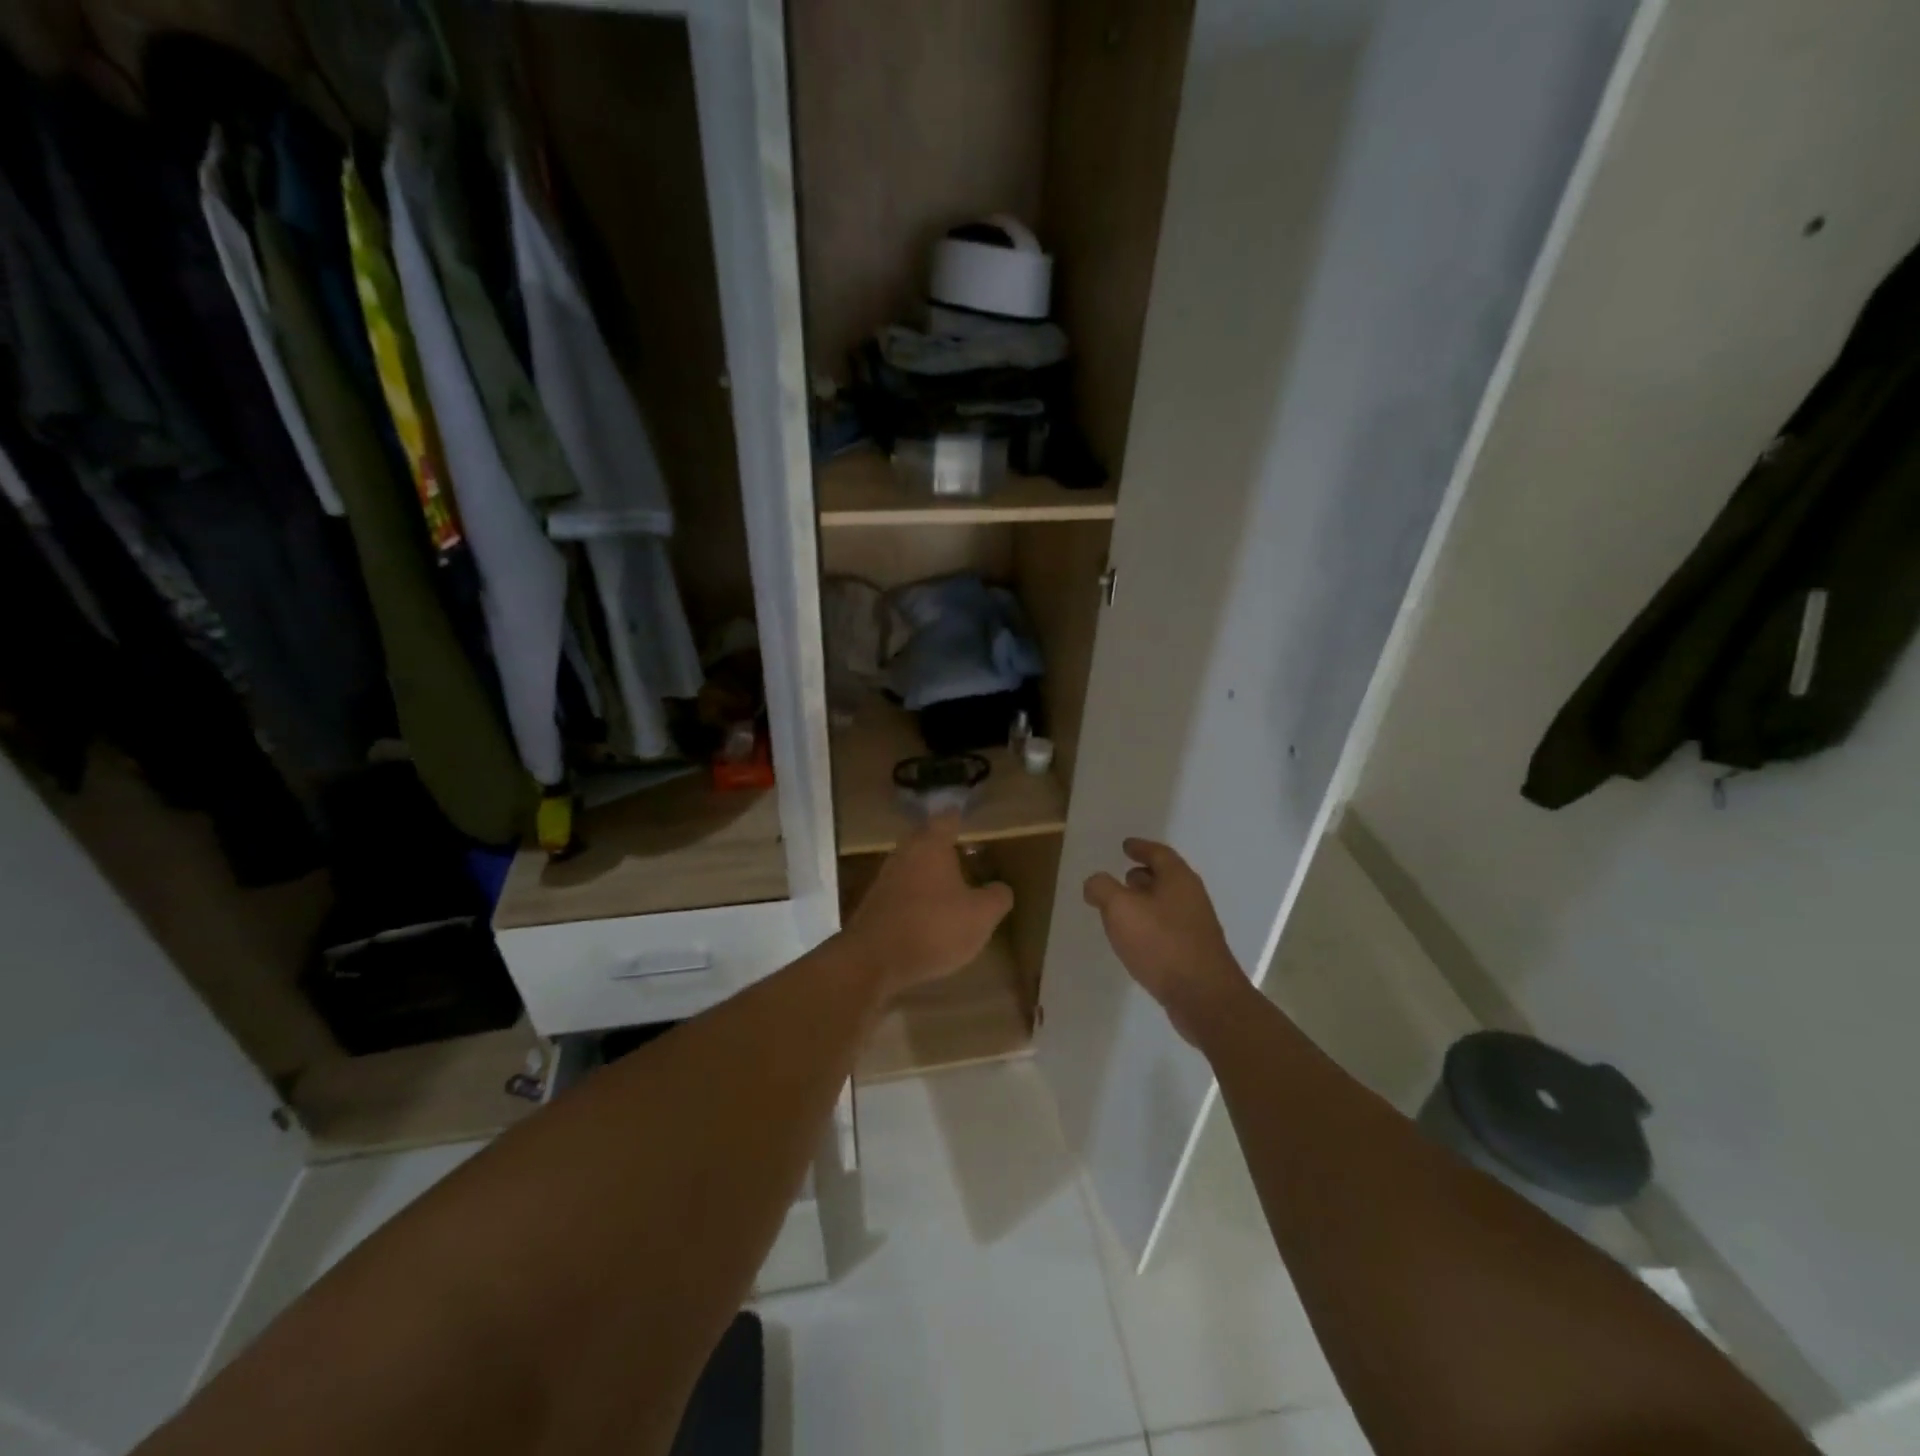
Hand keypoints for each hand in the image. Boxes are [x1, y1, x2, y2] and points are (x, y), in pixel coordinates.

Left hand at [843, 816, 1013, 997]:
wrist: (873, 960)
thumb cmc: (933, 927)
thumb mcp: (981, 916)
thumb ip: (997, 897)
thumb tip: (1001, 888)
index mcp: (931, 845)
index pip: (948, 820)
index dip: (961, 820)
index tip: (971, 823)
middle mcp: (904, 852)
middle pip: (926, 840)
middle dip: (945, 848)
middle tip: (967, 857)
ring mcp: (885, 877)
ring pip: (913, 865)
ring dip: (930, 873)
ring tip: (951, 888)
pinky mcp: (874, 903)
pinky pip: (902, 890)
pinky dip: (916, 895)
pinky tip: (929, 913)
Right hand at [1084, 838, 1251, 1045]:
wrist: (1203, 997)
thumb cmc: (1161, 943)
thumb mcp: (1120, 909)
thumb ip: (1102, 888)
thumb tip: (1095, 882)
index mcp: (1178, 879)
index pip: (1158, 853)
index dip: (1140, 847)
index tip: (1125, 846)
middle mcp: (1192, 897)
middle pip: (1166, 877)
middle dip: (1143, 875)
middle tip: (1122, 877)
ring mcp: (1197, 926)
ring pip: (1167, 904)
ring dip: (1146, 902)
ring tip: (1122, 909)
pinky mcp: (1195, 952)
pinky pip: (1168, 928)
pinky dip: (1151, 924)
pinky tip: (1137, 940)